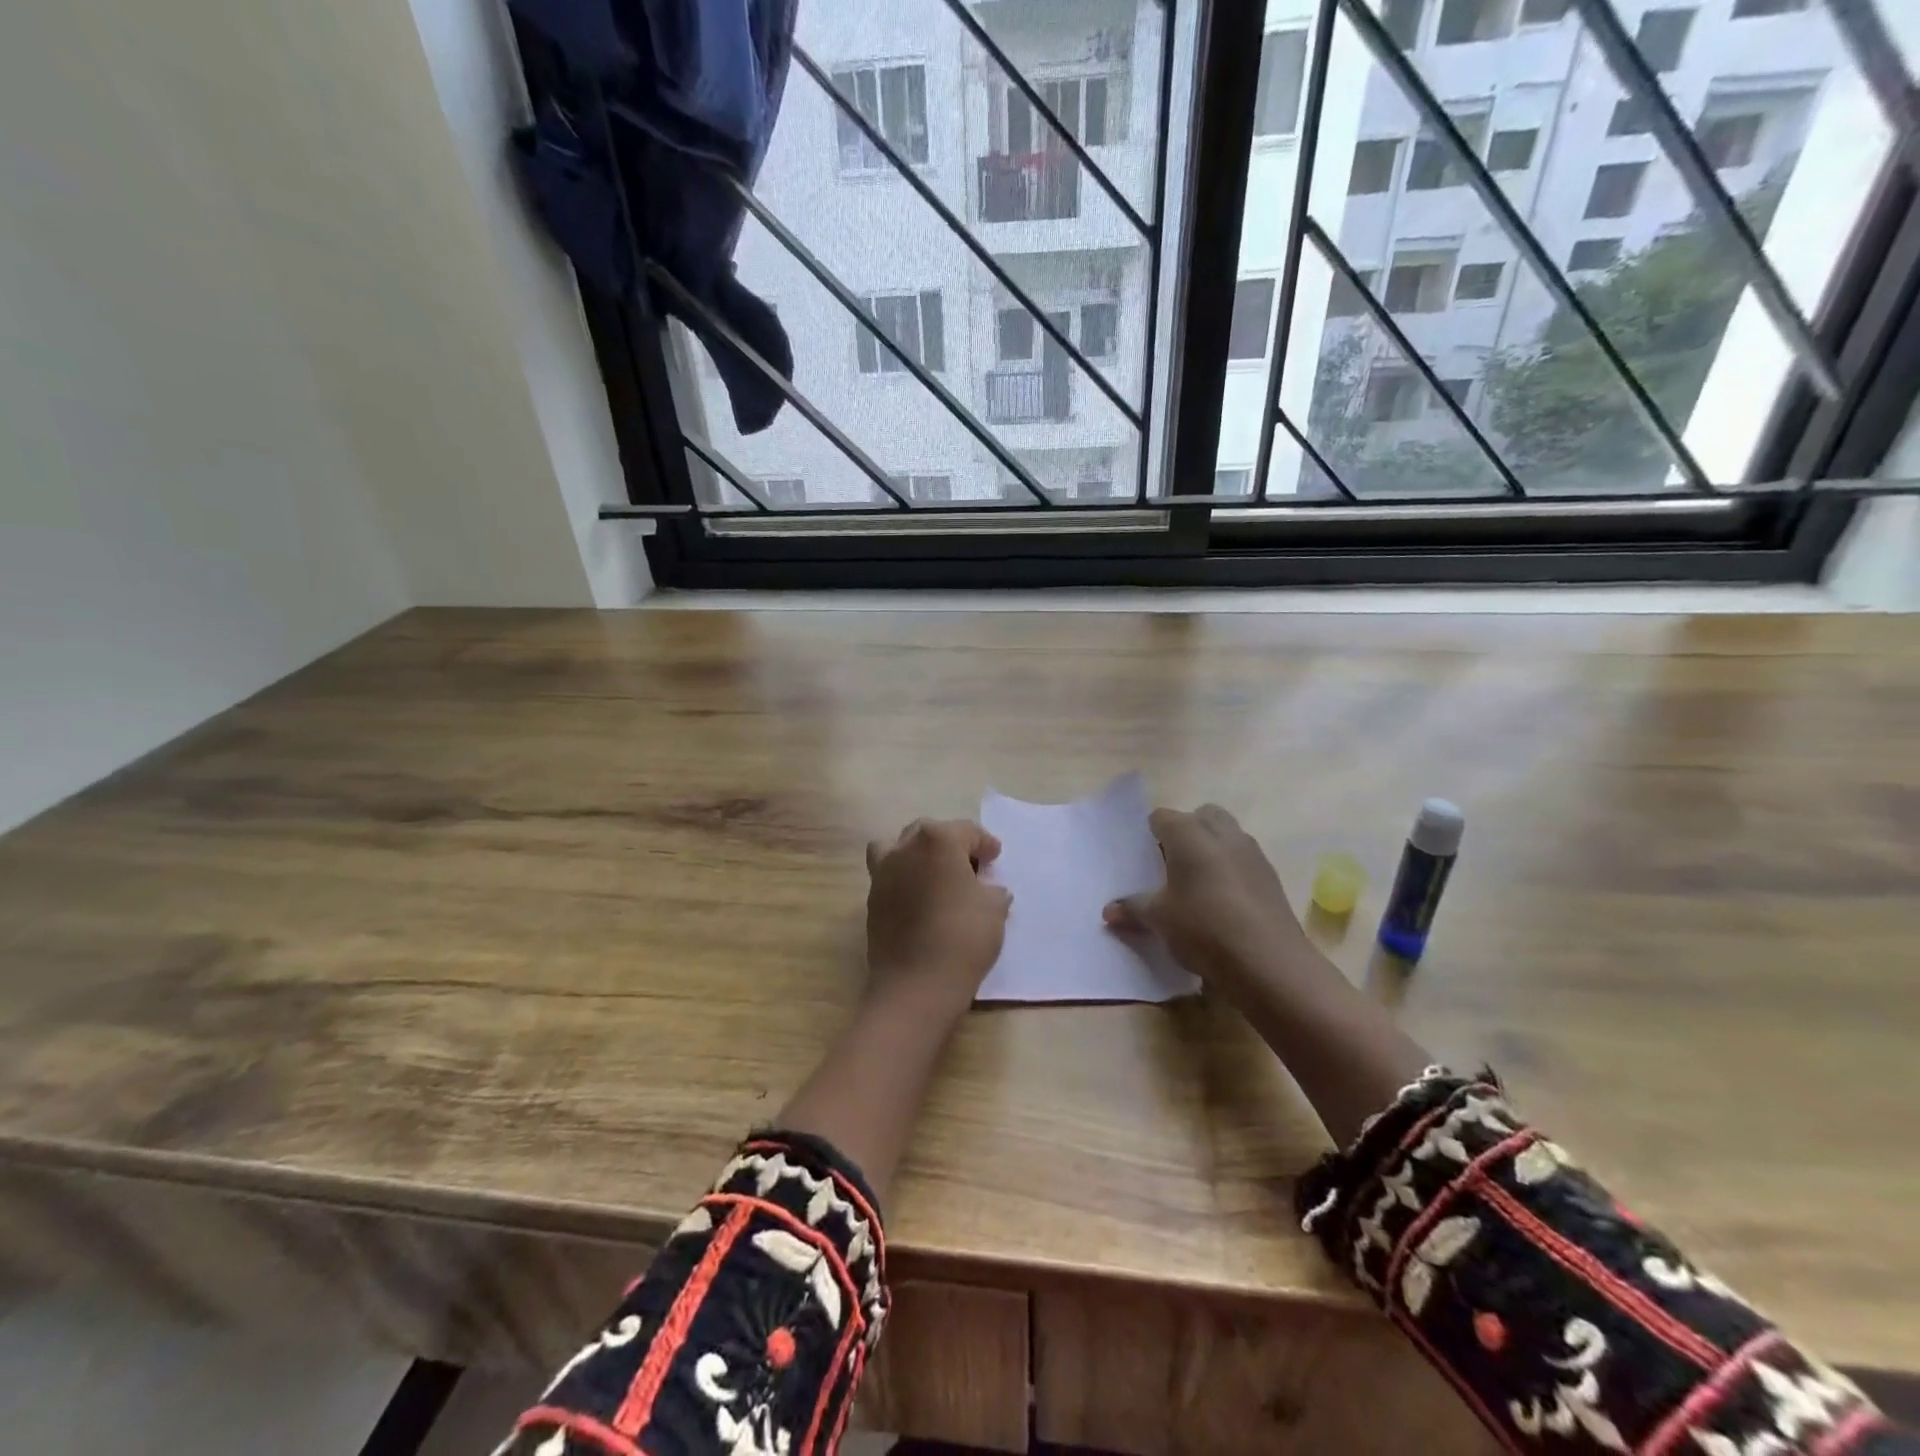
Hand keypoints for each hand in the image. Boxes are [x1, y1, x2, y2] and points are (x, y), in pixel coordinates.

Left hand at [865, 818, 1011, 1020]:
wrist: (915, 985)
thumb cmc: (962, 938)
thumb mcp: (994, 910)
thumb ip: (992, 891)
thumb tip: (988, 889)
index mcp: (938, 840)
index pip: (967, 832)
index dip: (985, 844)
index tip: (995, 857)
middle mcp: (905, 848)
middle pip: (930, 833)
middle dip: (951, 844)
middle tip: (970, 865)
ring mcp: (883, 873)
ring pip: (900, 848)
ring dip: (918, 855)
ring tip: (936, 876)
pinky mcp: (872, 899)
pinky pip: (890, 876)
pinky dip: (906, 879)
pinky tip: (922, 900)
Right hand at [1103, 804, 1313, 1006]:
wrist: (1268, 962)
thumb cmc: (1203, 927)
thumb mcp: (1159, 920)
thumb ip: (1133, 909)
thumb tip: (1108, 911)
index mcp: (1188, 834)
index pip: (1161, 817)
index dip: (1150, 834)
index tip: (1144, 859)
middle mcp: (1222, 833)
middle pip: (1201, 816)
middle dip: (1187, 832)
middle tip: (1173, 865)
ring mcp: (1252, 853)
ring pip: (1227, 836)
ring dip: (1212, 850)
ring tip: (1198, 885)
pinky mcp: (1272, 877)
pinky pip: (1245, 861)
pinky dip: (1232, 871)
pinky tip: (1224, 903)